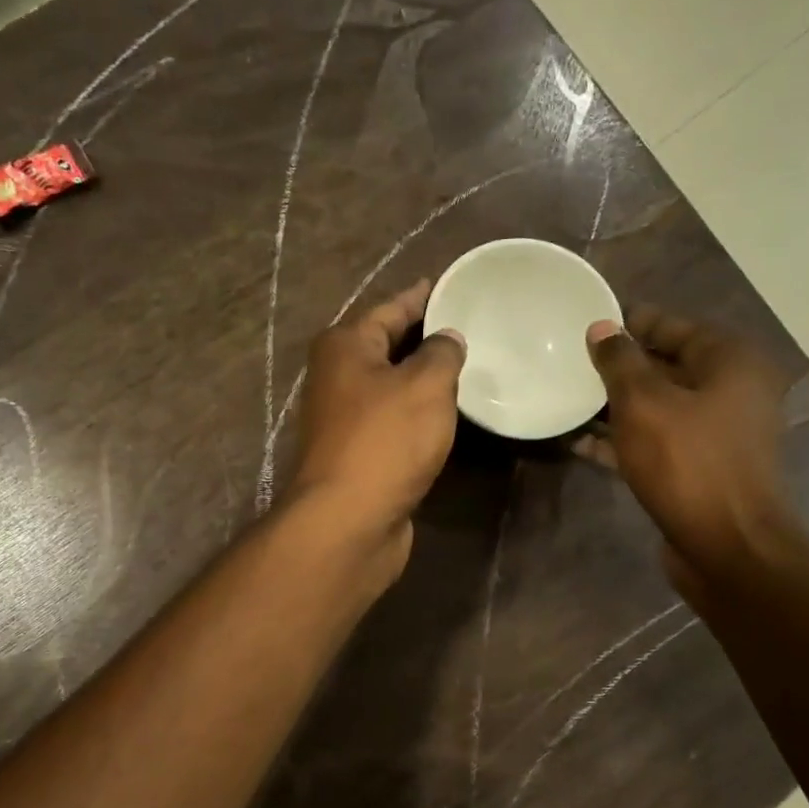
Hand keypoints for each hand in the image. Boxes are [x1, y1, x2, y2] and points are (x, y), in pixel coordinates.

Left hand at [284, 279, 465, 565]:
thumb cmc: (385, 441)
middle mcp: (337, 377)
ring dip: (423, 380)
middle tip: (471, 328)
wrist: (348, 521)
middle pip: (387, 346)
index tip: (452, 286)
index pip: (390, 308)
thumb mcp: (424, 385)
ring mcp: (344, 419)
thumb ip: (442, 353)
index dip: (422, 297)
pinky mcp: (358, 454)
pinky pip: (394, 421)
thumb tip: (447, 339)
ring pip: (392, 387)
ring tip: (467, 368)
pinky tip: (447, 415)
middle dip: (425, 338)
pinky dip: (418, 415)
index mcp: (345, 346)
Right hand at [577, 307, 792, 582]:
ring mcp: (714, 434)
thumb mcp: (644, 403)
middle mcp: (730, 391)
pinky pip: (654, 442)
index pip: (673, 326)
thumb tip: (602, 328)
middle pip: (665, 366)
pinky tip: (578, 442)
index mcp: (730, 362)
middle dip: (619, 366)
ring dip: (614, 406)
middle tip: (570, 360)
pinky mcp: (697, 469)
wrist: (727, 545)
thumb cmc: (687, 462)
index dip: (630, 322)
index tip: (589, 321)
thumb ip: (620, 362)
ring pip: (657, 408)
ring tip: (567, 397)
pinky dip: (621, 440)